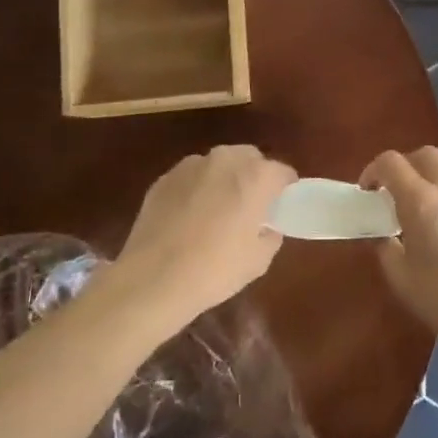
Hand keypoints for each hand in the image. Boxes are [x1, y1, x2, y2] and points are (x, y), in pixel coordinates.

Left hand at [115, 146, 294, 330]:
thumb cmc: (214, 269)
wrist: (152, 279)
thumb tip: (267, 227)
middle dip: (254, 177)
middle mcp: (225, 160)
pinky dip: (196, 189)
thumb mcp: (259, 260)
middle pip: (250, 159)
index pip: (283, 172)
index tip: (280, 209)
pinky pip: (191, 178)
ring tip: (215, 212)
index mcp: (256, 176)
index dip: (285, 190)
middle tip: (249, 208)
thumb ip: (270, 235)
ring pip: (218, 165)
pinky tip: (188, 218)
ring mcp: (191, 165)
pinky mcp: (165, 177)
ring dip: (223, 180)